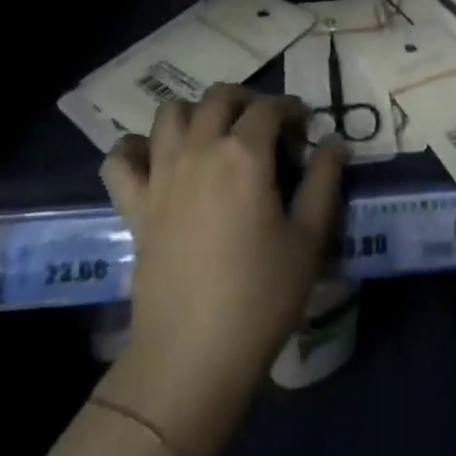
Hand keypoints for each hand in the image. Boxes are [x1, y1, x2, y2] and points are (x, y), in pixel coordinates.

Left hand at [99, 86, 345, 455]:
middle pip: (219, 97)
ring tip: (215, 136)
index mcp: (244, 153)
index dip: (291, 109)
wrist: (191, 357)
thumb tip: (334, 142)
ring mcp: (161, 173)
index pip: (269, 107)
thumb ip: (324, 181)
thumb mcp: (309, 239)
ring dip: (195, 112)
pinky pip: (120, 158)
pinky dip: (134, 148)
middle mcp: (199, 149)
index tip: (305, 129)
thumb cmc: (260, 298)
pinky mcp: (134, 204)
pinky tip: (155, 161)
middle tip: (265, 127)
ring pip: (170, 113)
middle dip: (246, 100)